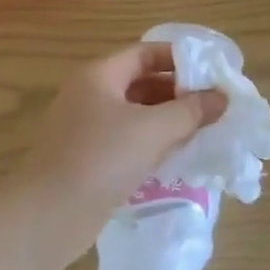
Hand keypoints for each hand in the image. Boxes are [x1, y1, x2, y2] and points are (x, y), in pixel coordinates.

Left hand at [2, 43, 226, 258]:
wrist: (48, 217)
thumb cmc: (101, 160)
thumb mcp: (153, 131)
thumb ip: (191, 111)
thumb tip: (221, 98)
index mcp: (100, 75)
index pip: (146, 53)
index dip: (180, 59)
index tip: (212, 73)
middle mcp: (90, 94)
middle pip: (142, 82)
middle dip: (179, 92)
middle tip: (215, 106)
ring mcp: (87, 128)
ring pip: (137, 114)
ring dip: (169, 119)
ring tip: (205, 129)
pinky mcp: (89, 158)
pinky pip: (128, 140)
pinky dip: (153, 142)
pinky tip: (179, 155)